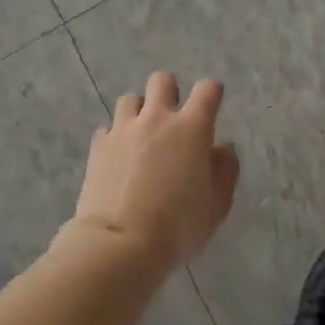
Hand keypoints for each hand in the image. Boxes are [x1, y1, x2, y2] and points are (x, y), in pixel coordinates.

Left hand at [71, 72, 238, 272]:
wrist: (120, 244)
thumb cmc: (177, 227)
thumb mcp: (216, 206)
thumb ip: (225, 170)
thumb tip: (224, 148)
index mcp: (191, 128)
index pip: (207, 90)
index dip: (212, 92)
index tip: (213, 102)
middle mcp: (157, 118)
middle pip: (162, 81)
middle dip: (169, 92)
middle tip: (172, 119)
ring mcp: (124, 129)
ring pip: (130, 99)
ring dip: (139, 112)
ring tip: (141, 136)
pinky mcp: (99, 145)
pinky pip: (108, 128)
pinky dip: (115, 137)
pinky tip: (118, 157)